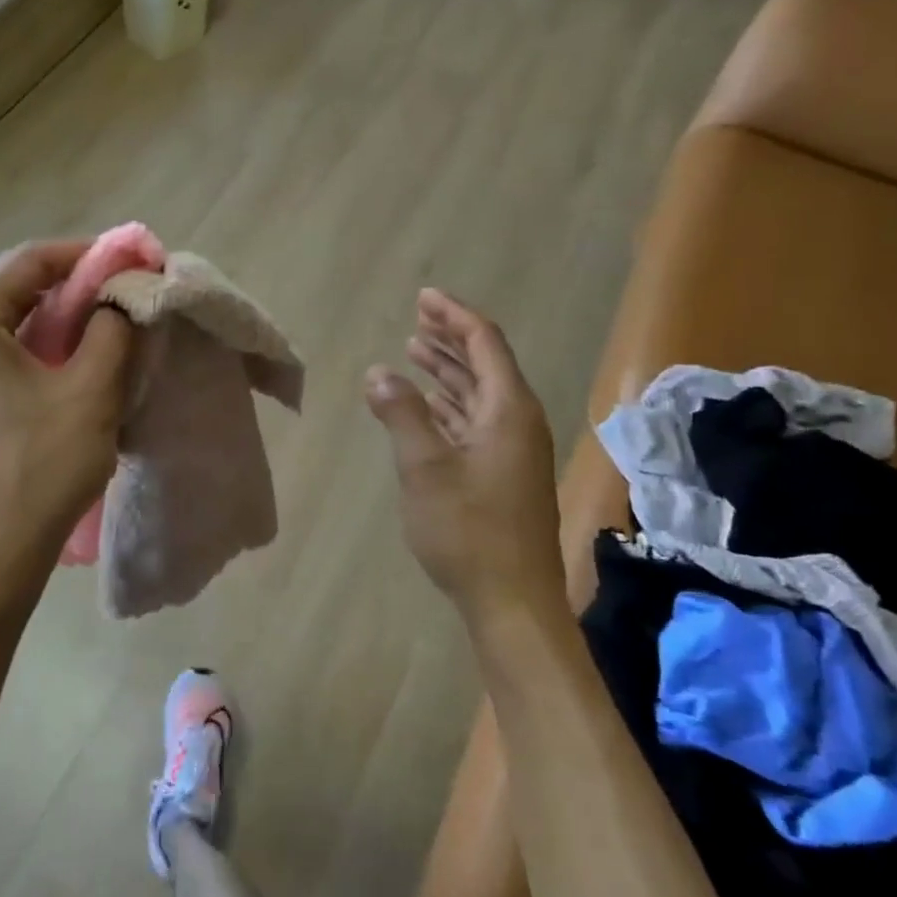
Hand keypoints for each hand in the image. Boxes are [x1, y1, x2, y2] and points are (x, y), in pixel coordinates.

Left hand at [0, 240, 133, 563]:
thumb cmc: (41, 464)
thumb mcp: (91, 389)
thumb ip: (113, 328)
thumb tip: (123, 297)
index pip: (32, 260)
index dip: (89, 254)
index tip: (137, 260)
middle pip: (24, 288)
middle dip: (83, 287)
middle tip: (134, 293)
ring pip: (24, 324)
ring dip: (73, 320)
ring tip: (123, 325)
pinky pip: (18, 355)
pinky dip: (57, 350)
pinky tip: (94, 363)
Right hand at [365, 289, 564, 614]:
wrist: (512, 599)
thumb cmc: (468, 530)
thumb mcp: (425, 468)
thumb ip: (402, 414)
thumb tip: (379, 372)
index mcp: (508, 411)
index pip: (484, 344)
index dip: (454, 316)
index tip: (424, 297)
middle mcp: (517, 422)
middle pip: (485, 364)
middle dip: (450, 338)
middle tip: (416, 318)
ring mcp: (512, 450)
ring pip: (479, 394)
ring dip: (449, 370)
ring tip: (414, 350)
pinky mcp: (502, 474)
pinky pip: (476, 421)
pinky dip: (451, 405)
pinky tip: (430, 403)